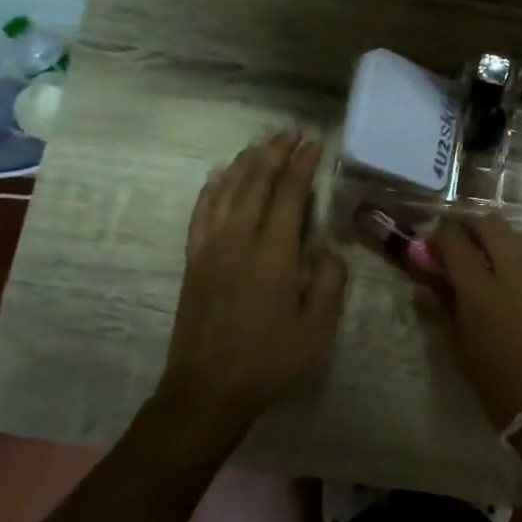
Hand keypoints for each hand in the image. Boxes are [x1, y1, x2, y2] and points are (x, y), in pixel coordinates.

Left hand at [157, 132, 347, 435]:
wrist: (207, 390)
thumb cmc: (270, 361)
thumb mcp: (317, 328)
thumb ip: (328, 281)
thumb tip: (326, 246)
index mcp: (272, 254)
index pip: (288, 194)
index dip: (301, 165)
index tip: (314, 142)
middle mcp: (237, 239)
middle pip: (255, 182)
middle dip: (274, 153)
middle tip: (290, 132)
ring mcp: (209, 248)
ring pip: (226, 190)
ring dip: (245, 162)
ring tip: (261, 143)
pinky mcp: (193, 260)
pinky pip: (201, 211)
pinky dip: (212, 187)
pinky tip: (219, 175)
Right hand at [422, 215, 521, 434]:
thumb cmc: (501, 387)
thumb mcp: (461, 352)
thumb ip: (441, 311)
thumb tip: (423, 286)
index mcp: (481, 291)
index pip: (456, 240)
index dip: (442, 233)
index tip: (436, 240)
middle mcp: (516, 272)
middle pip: (492, 224)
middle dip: (473, 225)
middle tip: (465, 241)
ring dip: (503, 239)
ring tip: (496, 259)